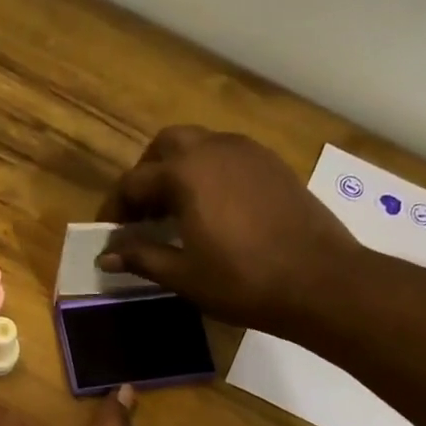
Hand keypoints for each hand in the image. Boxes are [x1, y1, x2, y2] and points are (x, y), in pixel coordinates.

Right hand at [95, 126, 361, 334]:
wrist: (319, 280)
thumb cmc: (242, 281)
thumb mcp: (183, 275)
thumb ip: (141, 257)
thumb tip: (106, 256)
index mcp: (186, 173)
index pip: (134, 182)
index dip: (116, 208)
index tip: (109, 234)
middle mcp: (214, 149)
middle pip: (166, 145)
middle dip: (146, 174)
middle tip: (141, 212)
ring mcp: (248, 152)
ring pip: (200, 145)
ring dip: (178, 170)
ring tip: (174, 211)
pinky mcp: (272, 165)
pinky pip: (227, 156)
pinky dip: (208, 173)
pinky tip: (211, 209)